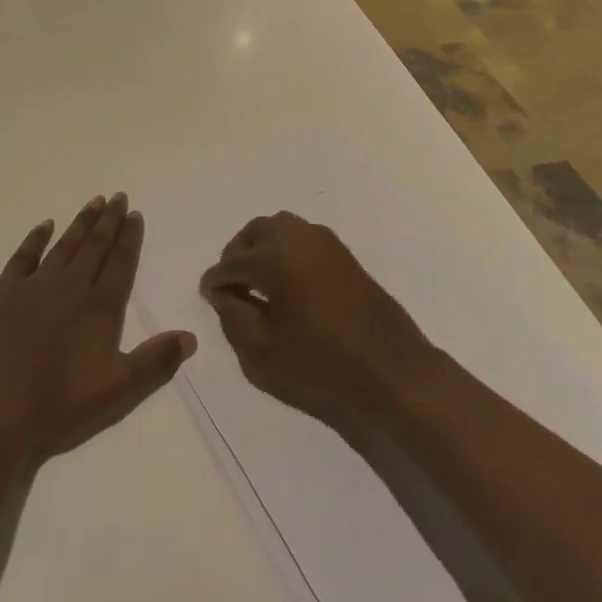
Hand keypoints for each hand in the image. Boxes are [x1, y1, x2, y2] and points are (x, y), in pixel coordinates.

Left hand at [0, 193, 195, 463]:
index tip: (134, 214)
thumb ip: (155, 362)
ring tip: (94, 201)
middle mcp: (70, 287)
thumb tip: (191, 337)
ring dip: (81, 223)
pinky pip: (23, 256)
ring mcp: (34, 286)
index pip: (120, 263)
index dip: (129, 238)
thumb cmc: (57, 406)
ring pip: (65, 246)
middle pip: (95, 247)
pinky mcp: (1, 293)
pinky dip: (36, 238)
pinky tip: (45, 225)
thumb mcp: (117, 391)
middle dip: (109, 220)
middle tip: (118, 196)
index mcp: (100, 308)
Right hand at [199, 212, 439, 428]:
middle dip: (238, 253)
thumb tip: (224, 294)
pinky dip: (286, 250)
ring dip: (263, 247)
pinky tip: (287, 284)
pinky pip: (304, 239)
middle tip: (232, 284)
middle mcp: (301, 238)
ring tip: (258, 283)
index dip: (216, 280)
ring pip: (282, 228)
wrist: (393, 373)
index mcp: (277, 257)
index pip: (233, 262)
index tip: (208, 295)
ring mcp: (327, 243)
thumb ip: (234, 318)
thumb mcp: (262, 353)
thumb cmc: (322, 367)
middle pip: (257, 231)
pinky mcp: (345, 256)